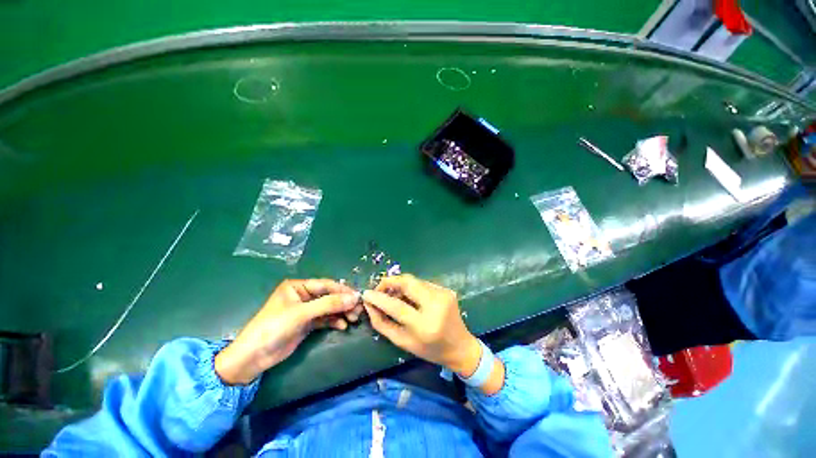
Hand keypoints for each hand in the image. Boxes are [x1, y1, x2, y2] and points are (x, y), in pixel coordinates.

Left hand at [215, 279, 360, 384]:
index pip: (326, 285)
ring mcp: (305, 310)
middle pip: (329, 296)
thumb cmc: (273, 328)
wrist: (252, 358)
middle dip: (344, 303)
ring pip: (329, 308)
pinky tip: (342, 326)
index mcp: (298, 287)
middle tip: (358, 310)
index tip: (358, 297)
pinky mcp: (306, 324)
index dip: (342, 290)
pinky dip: (334, 321)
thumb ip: (329, 304)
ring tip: (353, 318)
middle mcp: (303, 296)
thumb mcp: (302, 314)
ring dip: (341, 312)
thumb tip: (354, 297)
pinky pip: (325, 319)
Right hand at [362, 274, 480, 376]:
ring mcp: (443, 294)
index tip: (366, 293)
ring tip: (393, 294)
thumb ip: (383, 323)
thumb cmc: (430, 349)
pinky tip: (409, 296)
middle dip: (390, 281)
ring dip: (400, 284)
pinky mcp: (446, 289)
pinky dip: (412, 287)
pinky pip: (423, 283)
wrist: (460, 346)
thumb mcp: (403, 342)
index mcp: (425, 325)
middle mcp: (436, 305)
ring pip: (414, 280)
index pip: (397, 306)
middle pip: (408, 282)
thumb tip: (369, 304)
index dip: (379, 298)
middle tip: (380, 289)